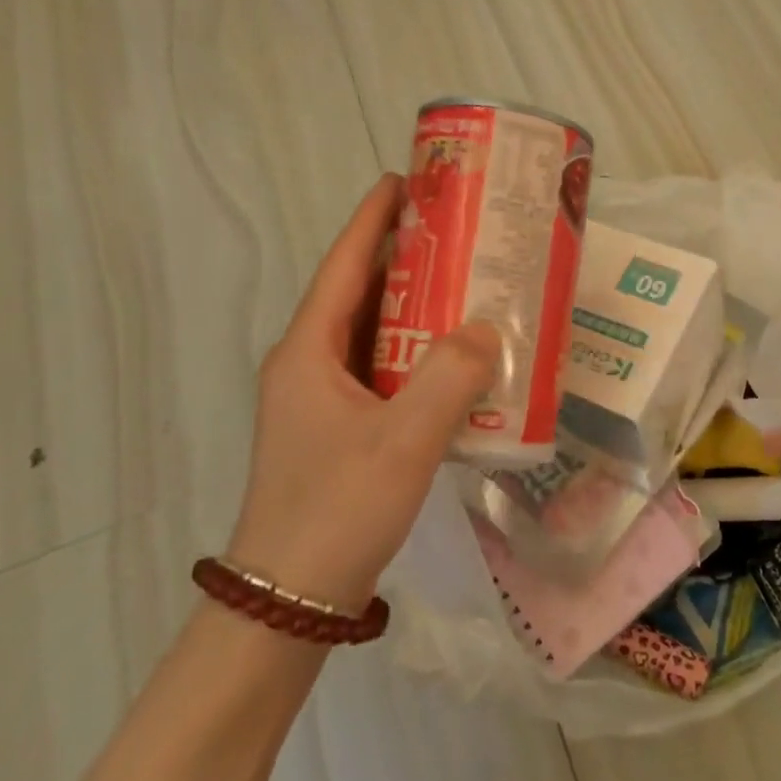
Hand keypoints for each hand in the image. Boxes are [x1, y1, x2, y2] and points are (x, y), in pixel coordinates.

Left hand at [227, 174, 498, 608]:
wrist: (291, 602)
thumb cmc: (338, 511)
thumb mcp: (403, 441)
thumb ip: (451, 378)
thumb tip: (489, 329)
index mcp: (309, 351)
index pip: (345, 264)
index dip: (375, 218)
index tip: (409, 179)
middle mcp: (310, 364)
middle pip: (361, 292)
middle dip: (407, 256)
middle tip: (462, 233)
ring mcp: (323, 399)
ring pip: (375, 333)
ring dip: (417, 307)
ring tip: (470, 284)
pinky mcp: (341, 429)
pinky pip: (384, 371)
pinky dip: (420, 354)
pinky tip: (460, 359)